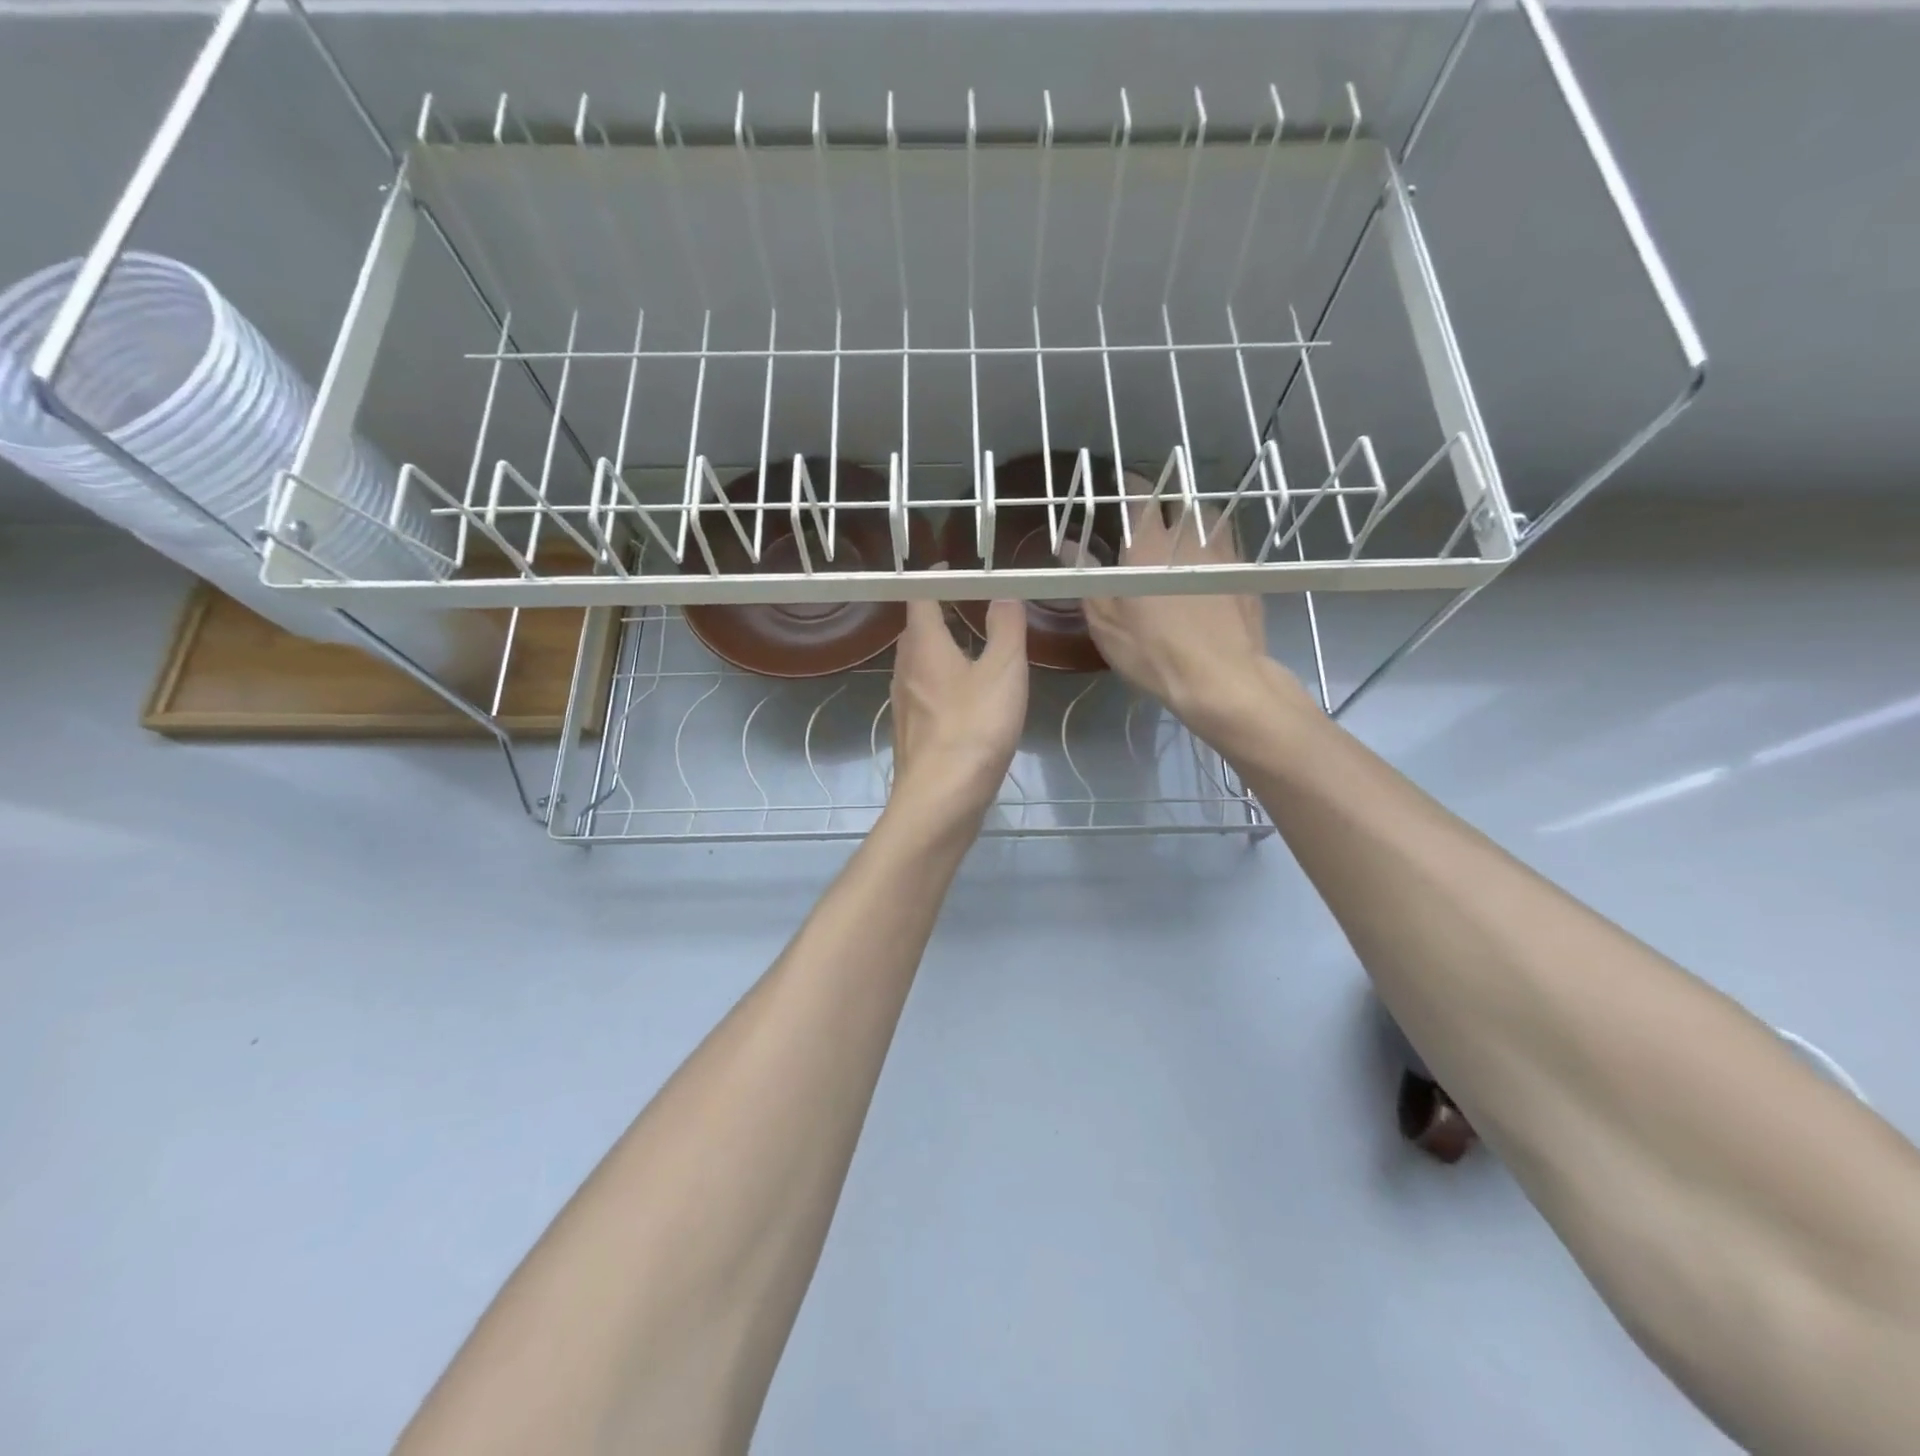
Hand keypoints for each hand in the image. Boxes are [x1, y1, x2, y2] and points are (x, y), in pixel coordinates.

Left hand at [888, 596, 1027, 825]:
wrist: (941, 798)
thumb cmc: (974, 727)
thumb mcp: (1003, 671)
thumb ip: (1006, 628)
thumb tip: (1004, 593)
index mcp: (923, 645)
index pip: (920, 598)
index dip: (935, 580)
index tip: (954, 570)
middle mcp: (904, 668)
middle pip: (915, 630)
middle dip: (937, 614)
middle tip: (967, 606)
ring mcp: (903, 703)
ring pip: (917, 664)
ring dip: (938, 650)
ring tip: (969, 649)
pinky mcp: (910, 733)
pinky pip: (923, 694)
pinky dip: (940, 682)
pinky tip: (962, 699)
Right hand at [1083, 498, 1312, 746]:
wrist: (1221, 680)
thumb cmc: (1153, 653)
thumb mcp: (1106, 623)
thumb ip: (1088, 577)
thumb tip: (1070, 544)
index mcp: (1148, 547)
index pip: (1139, 497)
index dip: (1129, 485)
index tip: (1121, 485)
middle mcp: (1189, 539)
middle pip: (1181, 500)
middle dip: (1166, 500)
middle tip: (1153, 514)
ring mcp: (1224, 556)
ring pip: (1211, 518)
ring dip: (1196, 518)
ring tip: (1185, 534)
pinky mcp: (1246, 577)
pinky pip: (1231, 546)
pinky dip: (1217, 545)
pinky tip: (1210, 565)